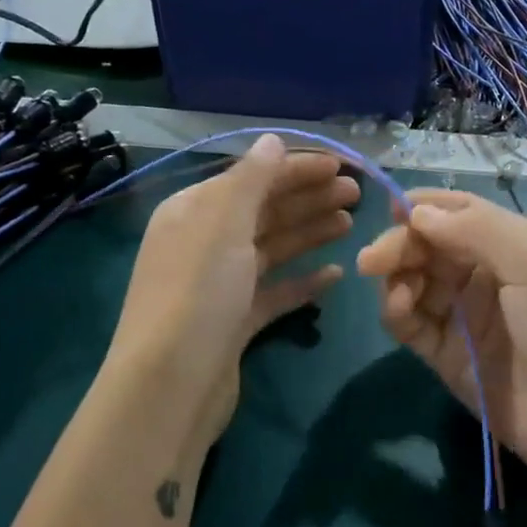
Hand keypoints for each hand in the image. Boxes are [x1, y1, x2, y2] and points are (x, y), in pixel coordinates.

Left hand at [108, 135, 358, 458]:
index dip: (297, 168)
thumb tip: (272, 139)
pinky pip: (275, 292)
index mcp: (194, 211)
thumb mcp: (223, 225)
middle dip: (309, 198)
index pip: (252, 177)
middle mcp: (204, 242)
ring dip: (310, 232)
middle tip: (357, 194)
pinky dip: (303, 282)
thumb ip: (251, 179)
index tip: (343, 165)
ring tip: (351, 224)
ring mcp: (220, 285)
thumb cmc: (197, 294)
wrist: (170, 386)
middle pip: (264, 210)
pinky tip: (335, 276)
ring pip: (272, 248)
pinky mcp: (235, 322)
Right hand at [356, 190, 526, 489]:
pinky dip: (396, 309)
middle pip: (428, 246)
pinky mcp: (444, 354)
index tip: (390, 210)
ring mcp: (462, 316)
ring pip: (413, 281)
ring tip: (397, 288)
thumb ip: (476, 228)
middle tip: (373, 259)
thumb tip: (416, 212)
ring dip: (396, 276)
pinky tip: (400, 307)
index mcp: (510, 244)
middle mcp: (483, 274)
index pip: (457, 213)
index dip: (423, 208)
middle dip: (400, 245)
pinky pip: (409, 322)